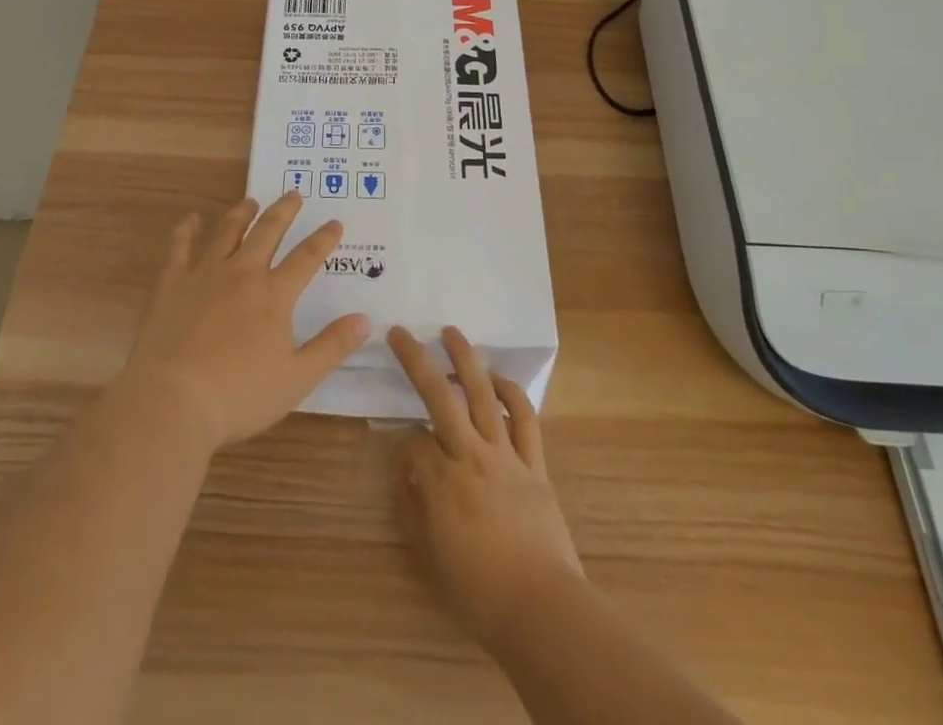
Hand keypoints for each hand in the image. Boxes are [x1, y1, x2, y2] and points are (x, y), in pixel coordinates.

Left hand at [121, 192, 369, 451]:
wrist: (172, 401)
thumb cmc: (240, 395)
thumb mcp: (297, 378)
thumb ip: (332, 347)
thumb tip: (365, 320)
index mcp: (274, 294)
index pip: (306, 258)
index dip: (323, 239)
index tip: (335, 222)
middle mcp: (242, 274)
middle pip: (267, 232)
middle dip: (284, 211)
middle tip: (294, 193)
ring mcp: (204, 275)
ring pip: (227, 232)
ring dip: (242, 213)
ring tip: (251, 201)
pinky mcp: (171, 284)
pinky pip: (180, 248)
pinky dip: (187, 230)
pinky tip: (192, 219)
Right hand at [389, 326, 583, 645]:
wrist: (542, 609)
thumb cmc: (479, 592)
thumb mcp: (430, 558)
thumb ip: (412, 511)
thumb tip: (406, 473)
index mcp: (440, 481)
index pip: (413, 441)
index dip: (405, 443)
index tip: (407, 458)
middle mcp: (469, 455)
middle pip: (438, 395)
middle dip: (416, 360)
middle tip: (400, 332)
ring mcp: (505, 454)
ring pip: (481, 393)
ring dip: (465, 358)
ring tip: (451, 332)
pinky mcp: (534, 463)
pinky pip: (524, 418)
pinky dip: (512, 393)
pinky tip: (498, 379)